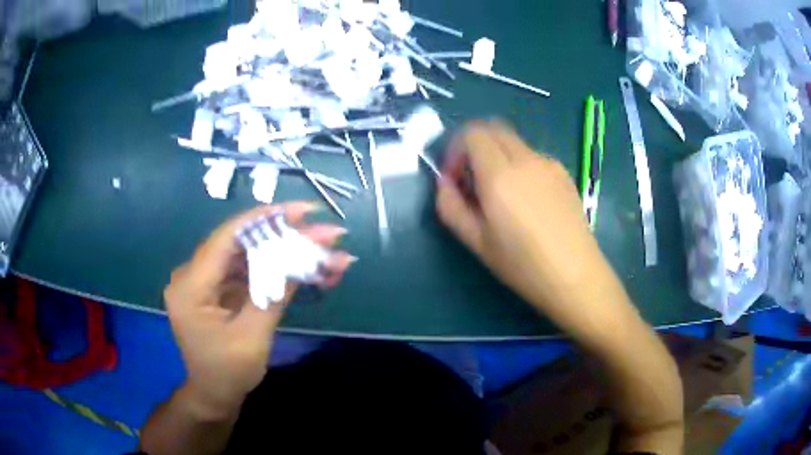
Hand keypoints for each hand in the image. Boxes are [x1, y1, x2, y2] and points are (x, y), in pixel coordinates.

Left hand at [164, 202, 352, 415]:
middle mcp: (193, 275)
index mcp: (191, 285)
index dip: (265, 219)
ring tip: (326, 253)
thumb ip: (274, 294)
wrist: (214, 396)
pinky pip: (247, 273)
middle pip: (242, 244)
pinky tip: (306, 270)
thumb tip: (303, 256)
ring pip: (248, 257)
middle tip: (325, 233)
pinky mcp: (218, 291)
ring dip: (285, 254)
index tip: (301, 211)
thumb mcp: (253, 336)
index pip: (228, 237)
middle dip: (285, 237)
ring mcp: (205, 282)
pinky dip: (275, 271)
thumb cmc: (228, 373)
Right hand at [436, 122, 617, 328]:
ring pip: (514, 142)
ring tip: (501, 195)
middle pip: (493, 128)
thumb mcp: (476, 242)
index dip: (456, 149)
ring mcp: (549, 164)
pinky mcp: (564, 173)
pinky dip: (519, 165)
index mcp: (500, 175)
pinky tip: (527, 201)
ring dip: (497, 156)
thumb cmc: (522, 265)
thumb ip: (451, 206)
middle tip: (472, 180)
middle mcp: (526, 159)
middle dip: (475, 146)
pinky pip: (532, 156)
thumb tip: (445, 182)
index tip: (455, 178)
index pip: (472, 133)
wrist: (575, 276)